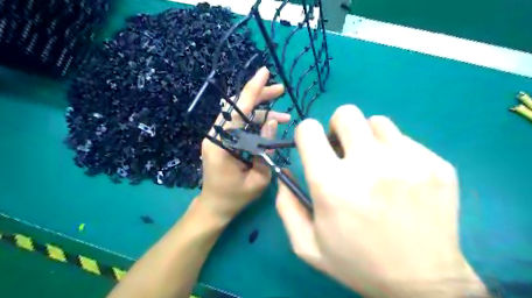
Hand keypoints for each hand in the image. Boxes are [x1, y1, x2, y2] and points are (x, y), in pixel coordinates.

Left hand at [199, 68, 290, 224]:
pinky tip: (270, 124)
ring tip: (283, 117)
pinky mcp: (221, 140)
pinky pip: (239, 124)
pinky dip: (255, 122)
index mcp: (221, 144)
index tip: (264, 72)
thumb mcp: (258, 178)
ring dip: (261, 112)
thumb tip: (271, 123)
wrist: (215, 206)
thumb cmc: (236, 197)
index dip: (252, 90)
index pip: (238, 110)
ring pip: (240, 115)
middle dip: (260, 96)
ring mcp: (217, 137)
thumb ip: (265, 150)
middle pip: (238, 107)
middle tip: (280, 90)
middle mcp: (216, 135)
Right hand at [276, 105, 487, 297]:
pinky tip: (400, 178)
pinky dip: (395, 152)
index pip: (309, 130)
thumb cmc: (357, 263)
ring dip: (368, 138)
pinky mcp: (437, 165)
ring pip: (377, 122)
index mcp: (332, 184)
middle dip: (338, 128)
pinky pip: (405, 140)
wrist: (423, 283)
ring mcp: (408, 162)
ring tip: (373, 164)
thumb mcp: (307, 244)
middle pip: (347, 114)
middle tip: (344, 150)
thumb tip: (285, 170)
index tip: (314, 147)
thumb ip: (286, 205)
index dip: (307, 134)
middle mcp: (369, 165)